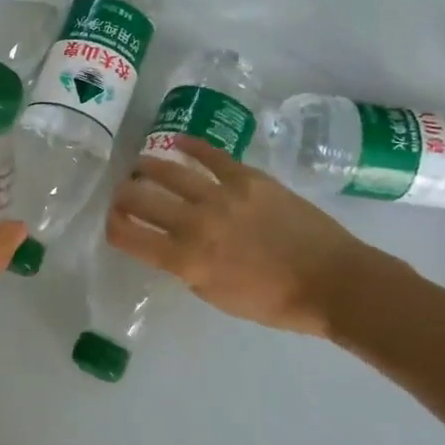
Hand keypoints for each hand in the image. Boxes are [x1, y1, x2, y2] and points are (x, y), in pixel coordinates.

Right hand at [105, 136, 379, 338]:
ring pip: (168, 172)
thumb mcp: (218, 297)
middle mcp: (195, 224)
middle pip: (140, 200)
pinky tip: (176, 142)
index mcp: (186, 260)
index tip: (111, 223)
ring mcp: (221, 196)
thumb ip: (187, 270)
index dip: (112, 227)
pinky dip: (189, 146)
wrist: (333, 281)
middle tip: (121, 194)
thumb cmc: (275, 302)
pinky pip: (210, 155)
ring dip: (146, 167)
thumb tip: (170, 246)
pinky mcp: (247, 178)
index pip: (130, 237)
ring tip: (139, 166)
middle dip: (122, 196)